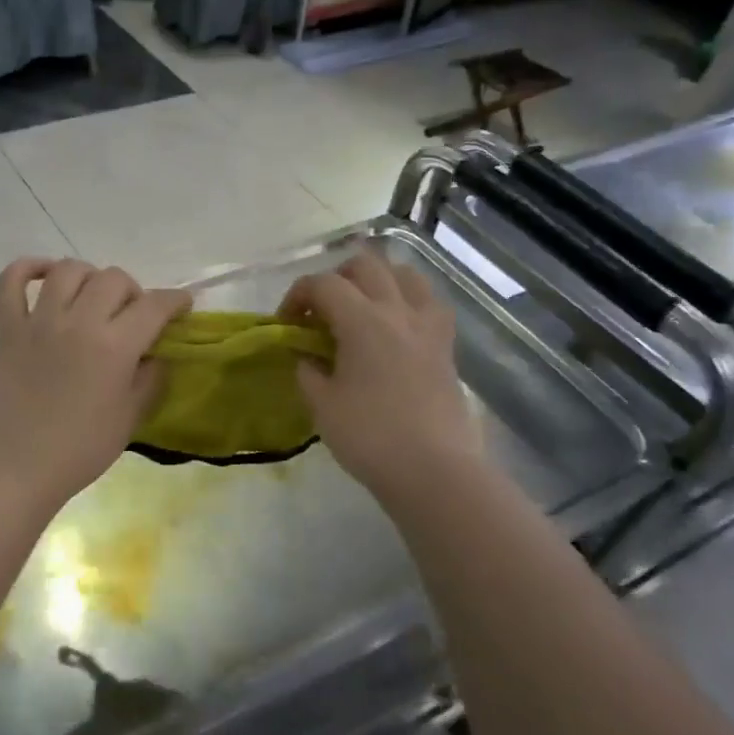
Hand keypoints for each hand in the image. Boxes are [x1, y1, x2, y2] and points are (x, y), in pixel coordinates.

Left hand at [0, 258, 189, 510]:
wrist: (19, 468)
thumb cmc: (81, 450)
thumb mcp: (131, 417)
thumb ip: (150, 377)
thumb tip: (155, 352)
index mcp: (114, 346)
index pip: (154, 305)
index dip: (175, 300)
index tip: (182, 305)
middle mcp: (78, 322)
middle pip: (113, 278)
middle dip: (133, 291)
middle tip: (132, 316)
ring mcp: (38, 321)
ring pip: (68, 270)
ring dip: (89, 277)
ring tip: (92, 298)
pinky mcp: (8, 329)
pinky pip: (9, 282)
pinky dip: (26, 269)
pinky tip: (43, 276)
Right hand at [279, 251, 483, 498]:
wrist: (433, 469)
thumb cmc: (370, 437)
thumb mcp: (323, 406)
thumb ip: (308, 372)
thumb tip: (306, 357)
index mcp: (363, 321)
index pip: (323, 284)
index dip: (298, 295)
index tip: (287, 323)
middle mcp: (398, 311)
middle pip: (366, 265)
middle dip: (336, 278)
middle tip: (322, 310)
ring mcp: (428, 326)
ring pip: (405, 274)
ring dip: (377, 280)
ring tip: (361, 308)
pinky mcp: (446, 346)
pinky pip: (429, 303)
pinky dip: (408, 301)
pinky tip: (396, 326)